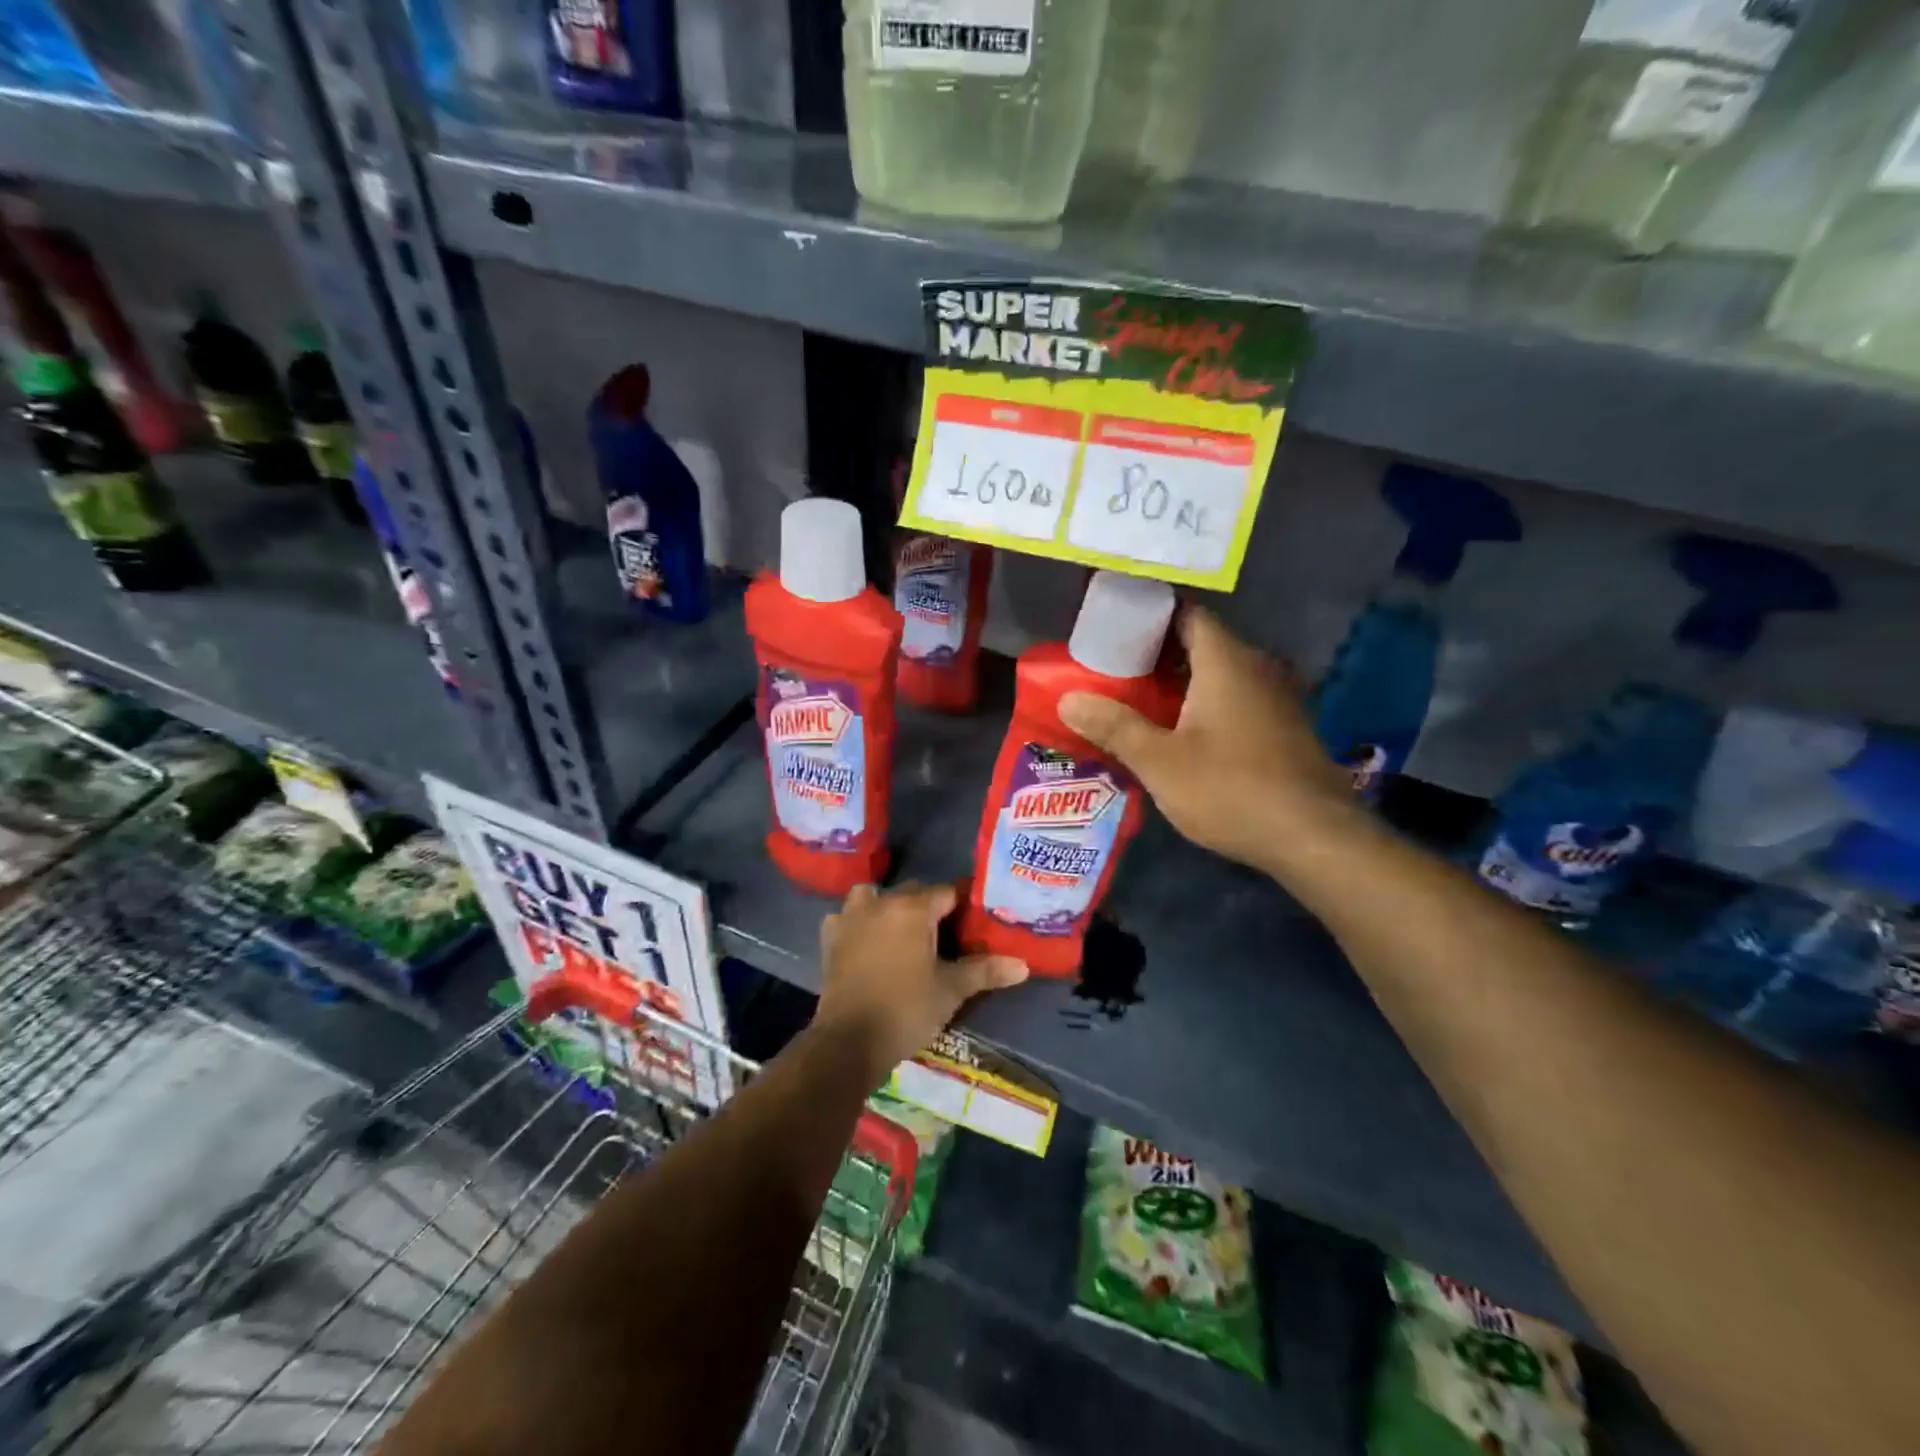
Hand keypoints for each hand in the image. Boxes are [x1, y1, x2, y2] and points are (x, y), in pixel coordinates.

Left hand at [814, 882, 1027, 1083]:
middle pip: (913, 892)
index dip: (964, 904)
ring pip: (874, 896)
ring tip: (902, 931)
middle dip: (930, 906)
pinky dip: (858, 923)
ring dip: (888, 906)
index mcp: (913, 909)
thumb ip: (985, 971)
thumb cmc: (906, 1009)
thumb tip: (1023, 965)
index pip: (947, 892)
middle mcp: (881, 903)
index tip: (975, 920)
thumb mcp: (951, 990)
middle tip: (947, 933)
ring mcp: (850, 918)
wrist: (850, 1041)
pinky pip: (847, 917)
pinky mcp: (831, 938)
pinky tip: (867, 942)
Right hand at [1059, 606, 1358, 875]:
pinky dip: (1203, 705)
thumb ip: (1114, 726)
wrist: (1315, 838)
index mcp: (1225, 661)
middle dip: (1156, 653)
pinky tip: (1178, 734)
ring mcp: (1275, 699)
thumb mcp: (1160, 761)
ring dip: (1179, 683)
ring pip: (1218, 675)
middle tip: (1112, 668)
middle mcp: (1256, 668)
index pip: (1187, 613)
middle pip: (1200, 644)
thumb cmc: (1231, 789)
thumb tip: (1068, 699)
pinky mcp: (1283, 729)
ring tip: (1135, 700)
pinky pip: (1234, 701)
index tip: (1113, 627)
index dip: (1149, 615)